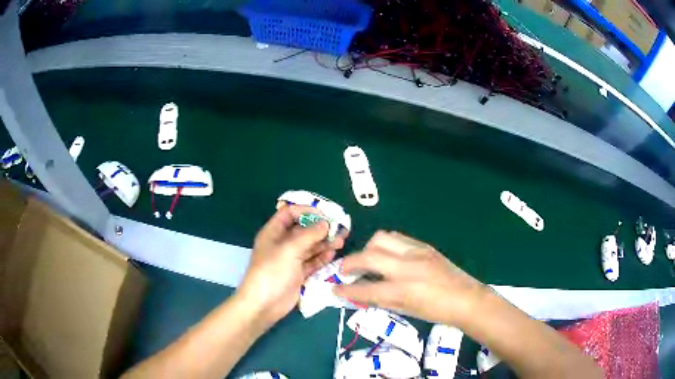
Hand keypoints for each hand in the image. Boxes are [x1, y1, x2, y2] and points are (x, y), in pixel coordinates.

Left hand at [237, 205, 347, 325]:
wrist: (264, 305)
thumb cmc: (272, 272)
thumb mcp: (289, 249)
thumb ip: (309, 235)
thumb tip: (326, 223)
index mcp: (274, 232)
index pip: (289, 213)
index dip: (306, 210)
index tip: (325, 214)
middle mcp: (282, 243)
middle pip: (303, 230)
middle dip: (321, 228)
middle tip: (339, 229)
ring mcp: (291, 259)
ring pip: (310, 246)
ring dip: (324, 242)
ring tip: (341, 241)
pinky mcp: (298, 273)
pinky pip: (312, 261)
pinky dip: (322, 257)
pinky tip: (332, 254)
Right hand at [334, 231, 488, 326]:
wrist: (466, 298)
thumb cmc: (436, 311)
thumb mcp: (407, 310)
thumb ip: (381, 299)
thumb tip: (361, 292)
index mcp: (404, 290)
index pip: (365, 289)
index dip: (346, 290)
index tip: (333, 288)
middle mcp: (408, 267)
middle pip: (369, 254)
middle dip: (350, 262)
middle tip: (344, 270)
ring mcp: (417, 252)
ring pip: (382, 238)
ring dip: (368, 248)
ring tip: (367, 260)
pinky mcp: (424, 245)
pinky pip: (397, 237)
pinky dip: (385, 244)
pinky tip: (387, 255)